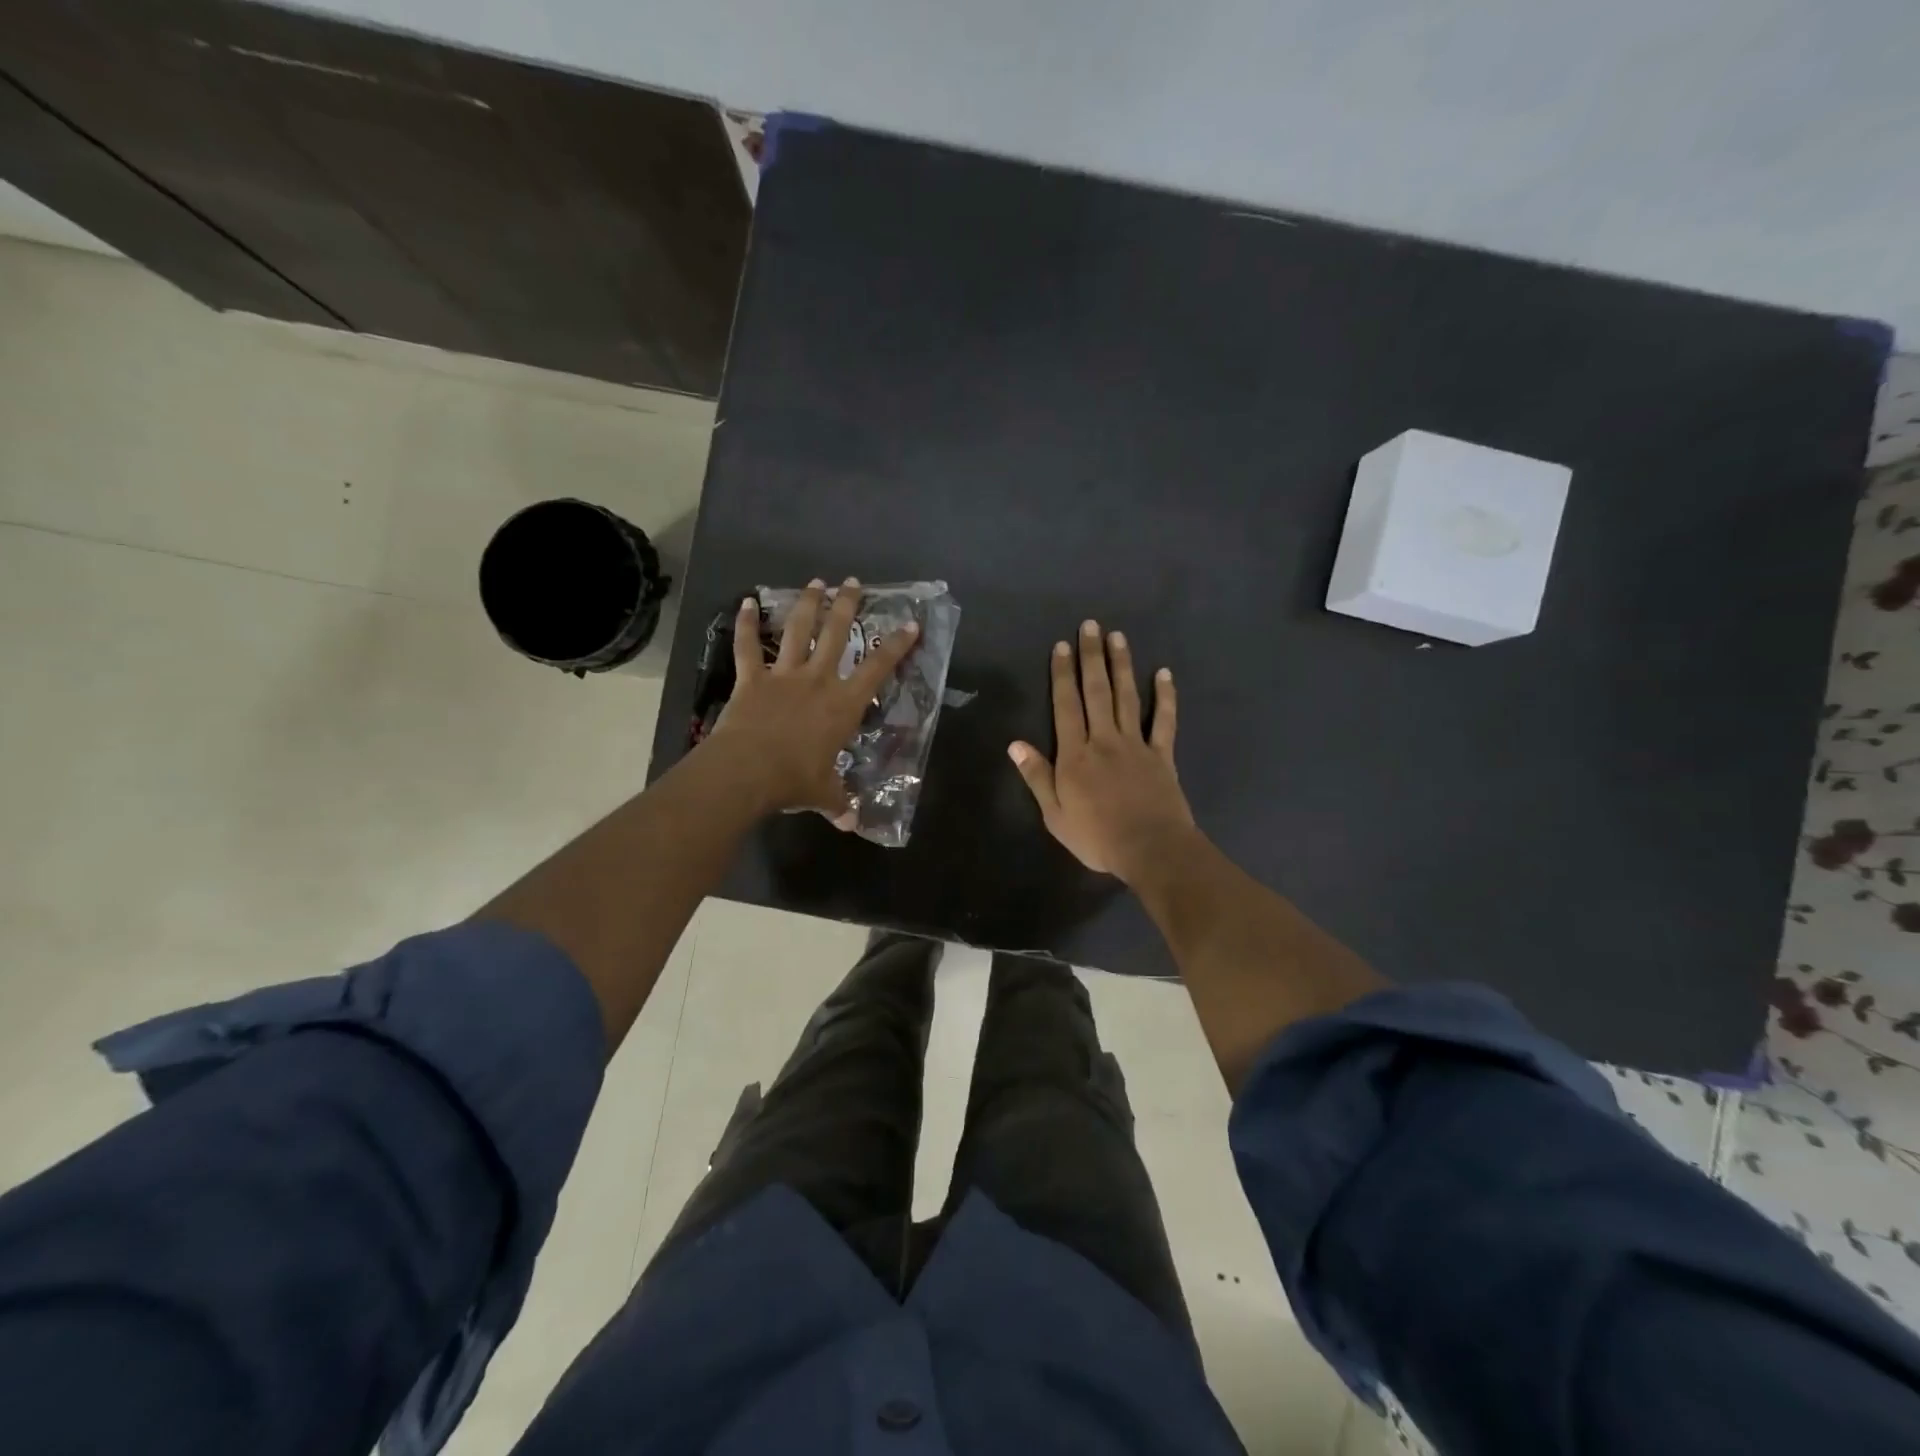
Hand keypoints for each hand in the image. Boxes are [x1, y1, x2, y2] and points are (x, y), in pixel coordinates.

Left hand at [708, 578, 918, 821]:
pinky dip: (746, 624)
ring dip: (807, 604)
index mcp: (843, 704)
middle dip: (846, 605)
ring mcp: (783, 675)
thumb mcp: (823, 794)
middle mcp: (818, 680)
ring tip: (816, 582)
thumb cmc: (794, 780)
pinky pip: (748, 647)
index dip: (897, 645)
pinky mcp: (752, 679)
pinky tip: (746, 601)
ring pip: (798, 630)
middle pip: (837, 634)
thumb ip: (839, 804)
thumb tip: (851, 825)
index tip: (910, 623)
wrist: (747, 771)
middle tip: (853, 583)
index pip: (878, 668)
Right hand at [1009, 619, 1194, 881]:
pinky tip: (1164, 674)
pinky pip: (1164, 721)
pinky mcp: (1162, 755)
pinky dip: (1165, 697)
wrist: (1150, 849)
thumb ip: (1037, 776)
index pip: (1066, 706)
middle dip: (1091, 658)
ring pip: (1127, 697)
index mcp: (1076, 755)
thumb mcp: (1055, 814)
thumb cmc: (1097, 836)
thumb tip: (1014, 744)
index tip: (1062, 646)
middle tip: (1090, 626)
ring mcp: (1136, 744)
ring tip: (1117, 637)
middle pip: (1097, 692)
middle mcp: (1104, 740)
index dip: (1062, 675)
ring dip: (1122, 665)